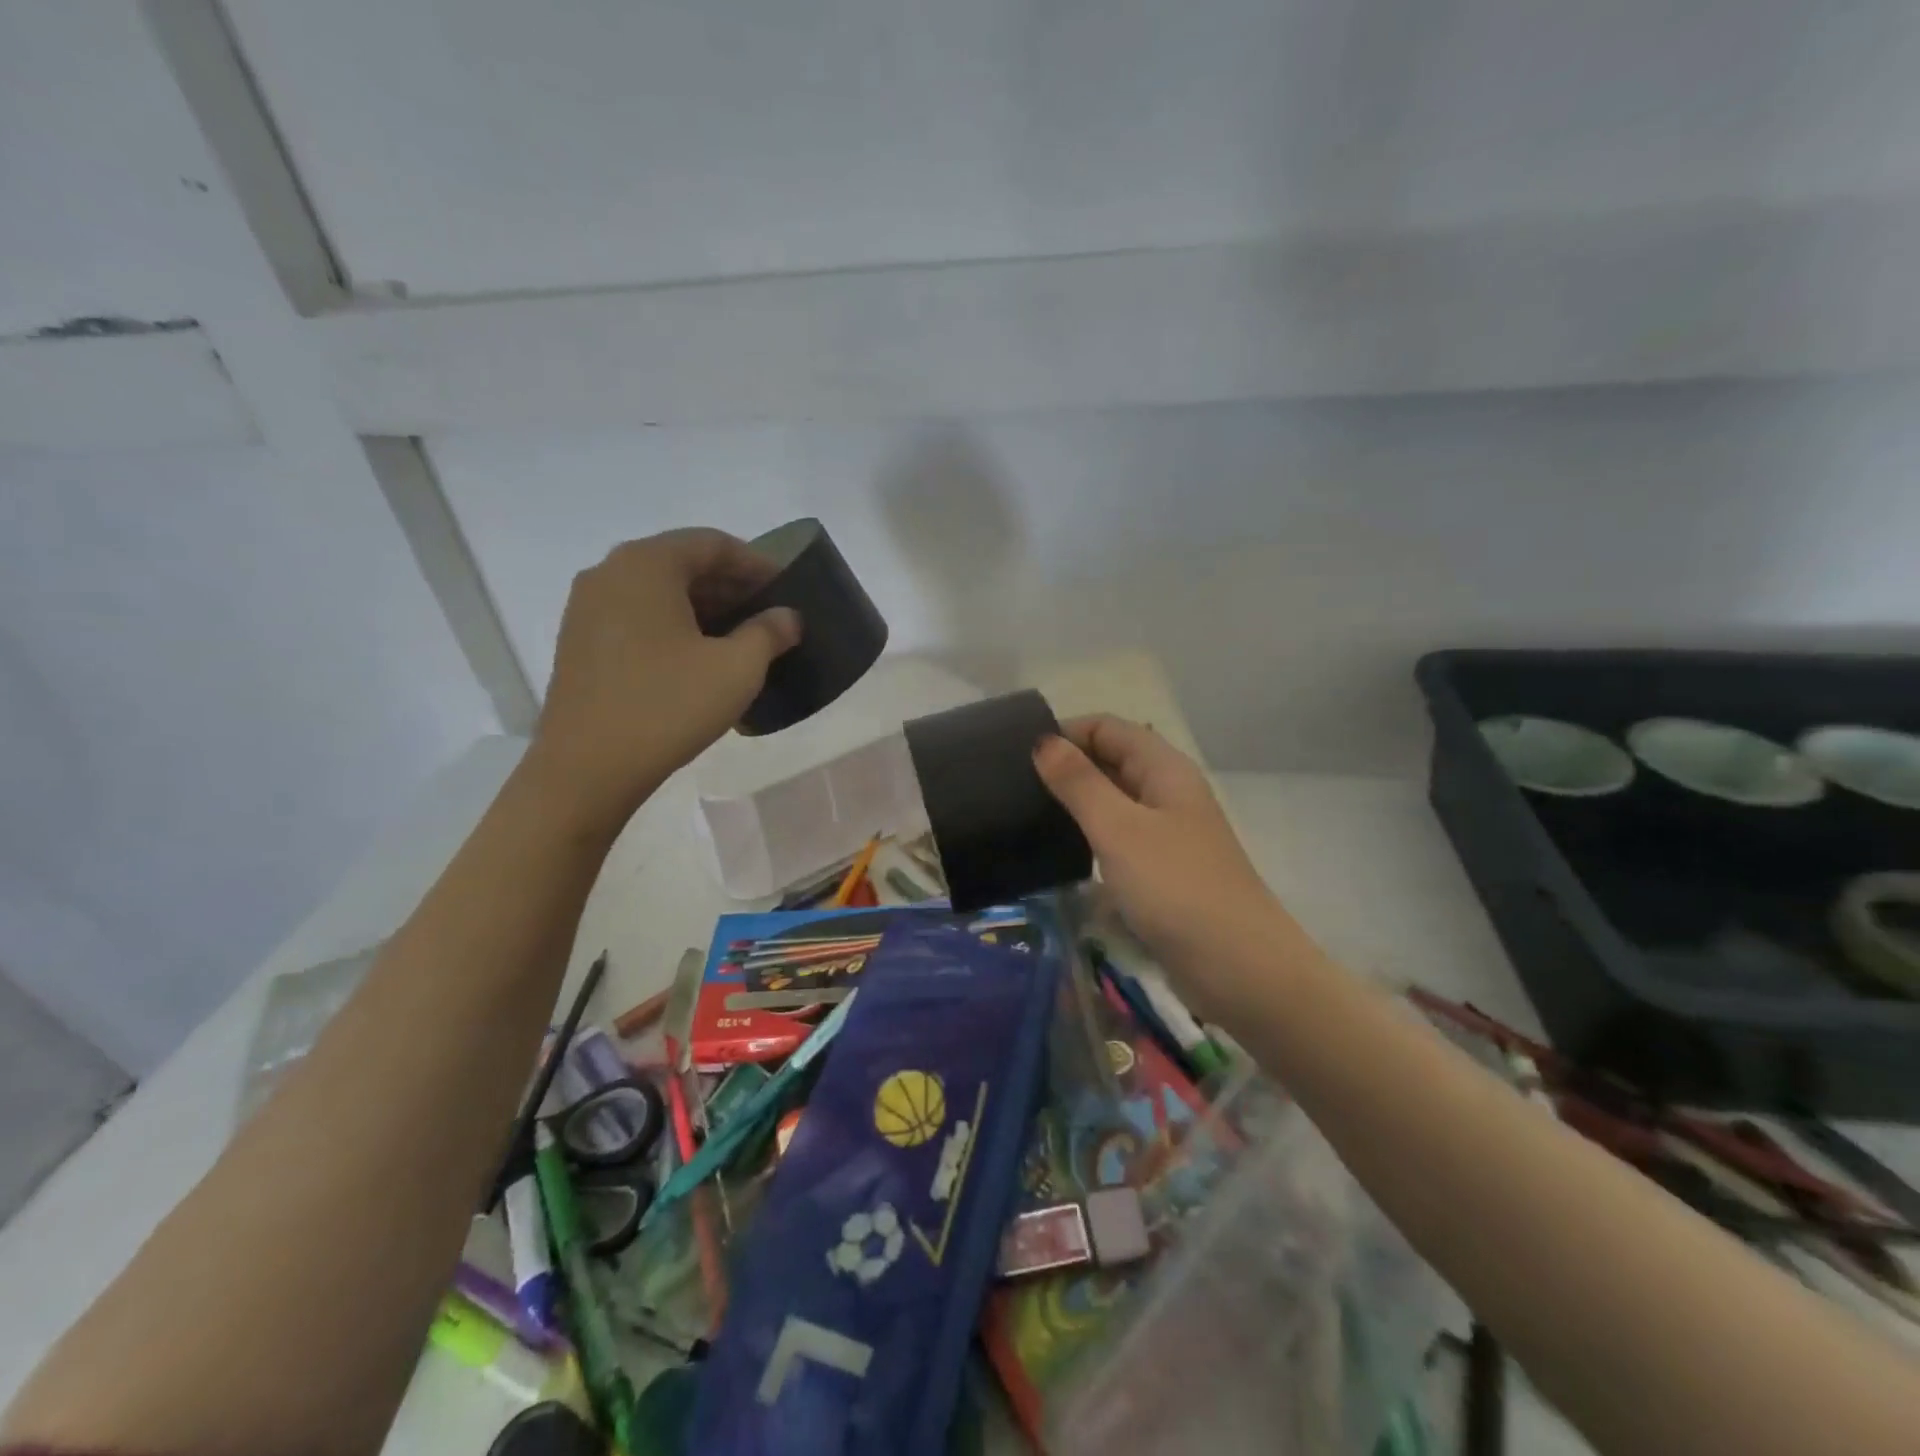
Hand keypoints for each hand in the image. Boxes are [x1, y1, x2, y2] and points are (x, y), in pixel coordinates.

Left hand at [526, 530, 800, 826]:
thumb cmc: (668, 706)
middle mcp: (610, 573)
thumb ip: (769, 632)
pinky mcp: (579, 642)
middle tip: (769, 614)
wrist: (586, 769)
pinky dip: (674, 626)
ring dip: (704, 608)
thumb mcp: (737, 668)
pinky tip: (699, 659)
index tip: (787, 588)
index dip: (756, 563)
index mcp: (647, 564)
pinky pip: (637, 617)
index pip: (712, 543)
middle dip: (730, 586)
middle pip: (682, 563)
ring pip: (658, 592)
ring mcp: (587, 608)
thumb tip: (787, 616)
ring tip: (741, 638)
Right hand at [1035, 716, 1307, 1011]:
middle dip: (1067, 765)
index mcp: (1164, 769)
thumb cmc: (1176, 887)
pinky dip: (1090, 835)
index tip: (1018, 754)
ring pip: (1114, 800)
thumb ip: (1079, 783)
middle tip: (1012, 785)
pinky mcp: (1161, 869)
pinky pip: (1119, 837)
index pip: (1108, 727)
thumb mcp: (1120, 829)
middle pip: (1112, 759)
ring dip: (1076, 801)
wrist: (1238, 968)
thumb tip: (1043, 742)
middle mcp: (1167, 792)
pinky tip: (1060, 850)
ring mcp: (1166, 832)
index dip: (1066, 731)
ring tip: (1026, 813)